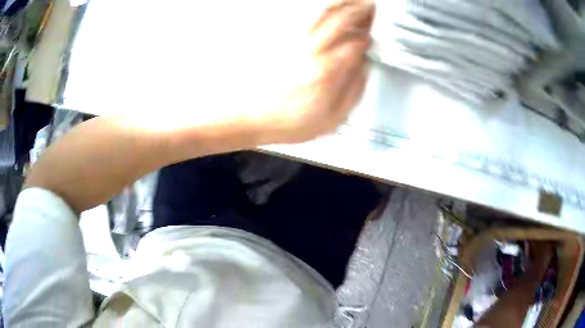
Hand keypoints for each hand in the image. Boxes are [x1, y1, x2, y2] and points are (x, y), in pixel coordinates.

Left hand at [257, 1, 374, 143]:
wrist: (251, 116)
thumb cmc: (286, 121)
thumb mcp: (331, 120)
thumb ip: (353, 92)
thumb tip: (364, 70)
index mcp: (328, 70)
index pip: (357, 43)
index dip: (370, 37)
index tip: (374, 37)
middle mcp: (312, 49)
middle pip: (342, 19)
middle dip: (361, 10)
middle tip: (371, 7)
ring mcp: (295, 41)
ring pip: (323, 13)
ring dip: (342, 5)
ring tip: (353, 2)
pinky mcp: (282, 40)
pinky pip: (306, 18)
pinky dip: (321, 10)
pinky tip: (327, 10)